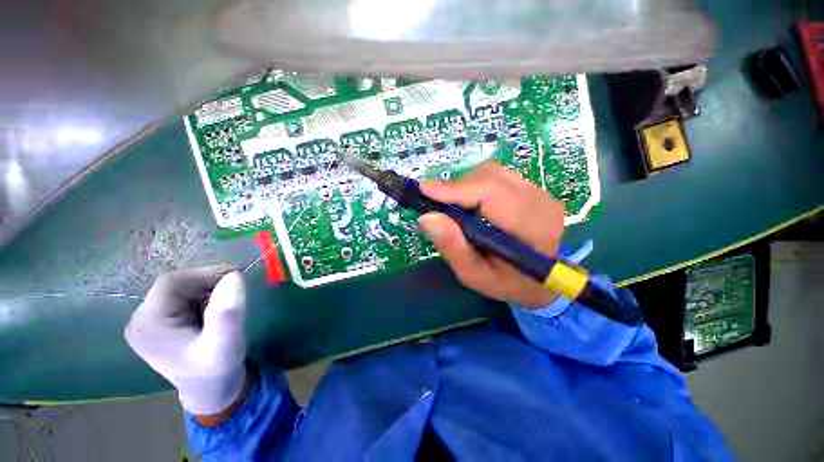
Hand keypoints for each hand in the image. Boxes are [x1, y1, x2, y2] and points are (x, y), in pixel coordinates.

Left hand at [125, 266, 247, 416]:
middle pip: (176, 285)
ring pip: (182, 289)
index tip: (237, 276)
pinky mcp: (161, 323)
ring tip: (227, 304)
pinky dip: (205, 297)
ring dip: (209, 290)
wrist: (211, 391)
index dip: (206, 274)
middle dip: (209, 283)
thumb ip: (228, 313)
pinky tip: (216, 310)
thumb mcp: (226, 344)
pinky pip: (184, 298)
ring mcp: (149, 322)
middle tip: (236, 291)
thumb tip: (235, 276)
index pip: (172, 283)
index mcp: (148, 325)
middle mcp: (141, 320)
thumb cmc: (217, 371)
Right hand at [418, 161, 564, 307]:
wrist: (544, 279)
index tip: (424, 189)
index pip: (490, 193)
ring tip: (453, 207)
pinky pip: (497, 176)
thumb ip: (453, 248)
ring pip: (492, 172)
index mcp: (531, 227)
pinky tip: (471, 204)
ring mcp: (539, 191)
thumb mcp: (476, 275)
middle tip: (435, 202)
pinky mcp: (532, 188)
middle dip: (456, 187)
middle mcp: (539, 201)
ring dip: (465, 186)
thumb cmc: (508, 282)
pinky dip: (476, 185)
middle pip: (489, 177)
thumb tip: (427, 217)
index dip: (455, 189)